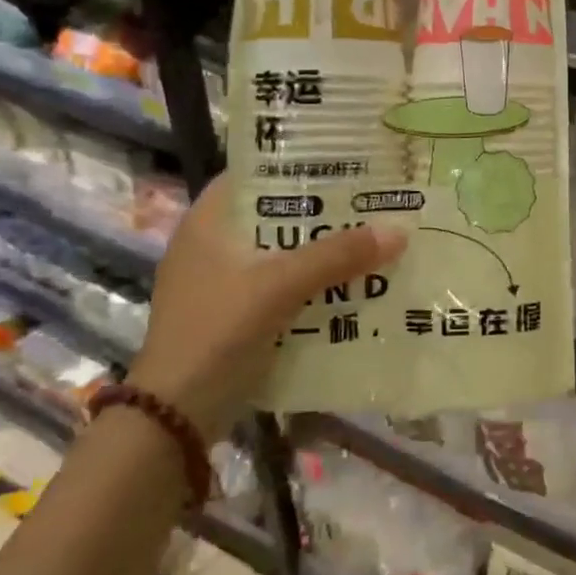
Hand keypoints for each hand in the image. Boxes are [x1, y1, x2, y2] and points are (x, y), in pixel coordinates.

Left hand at [128, 176, 406, 440]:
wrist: (177, 416)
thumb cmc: (218, 332)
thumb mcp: (280, 286)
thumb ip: (337, 256)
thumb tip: (399, 230)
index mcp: (209, 222)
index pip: (256, 172)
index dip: (299, 161)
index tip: (347, 157)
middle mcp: (214, 244)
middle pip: (278, 213)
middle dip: (325, 209)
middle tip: (374, 197)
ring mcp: (224, 281)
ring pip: (285, 250)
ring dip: (325, 248)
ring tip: (374, 234)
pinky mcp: (237, 313)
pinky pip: (286, 283)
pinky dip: (316, 280)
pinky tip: (355, 280)